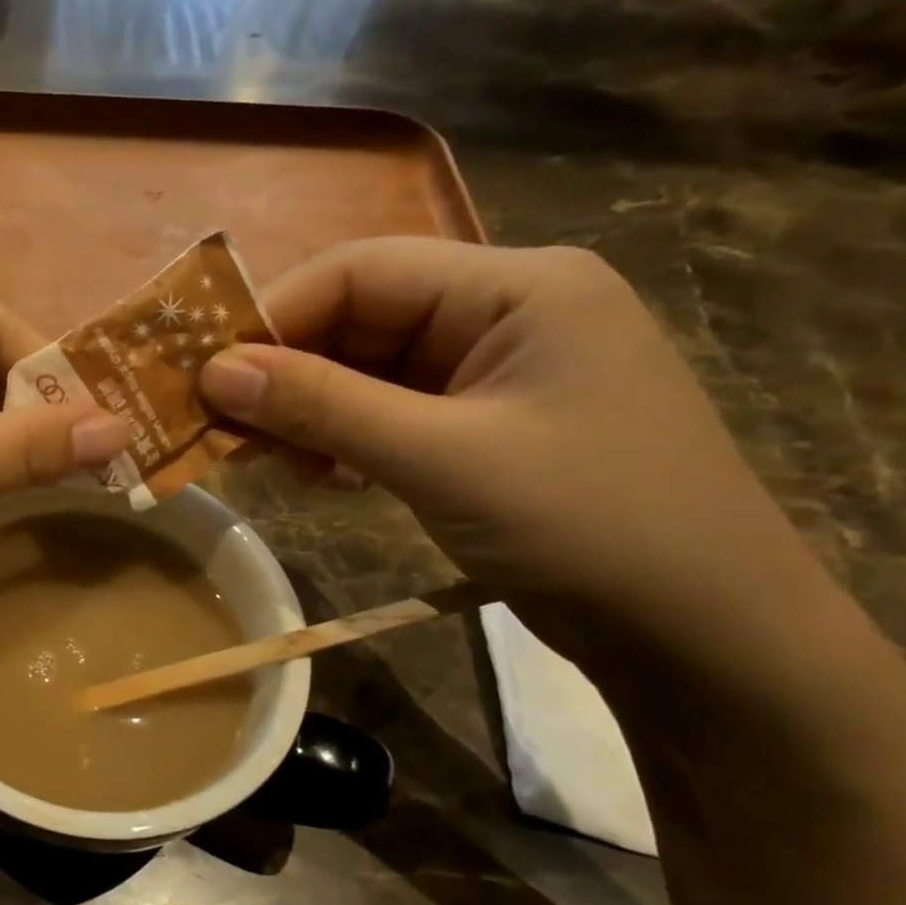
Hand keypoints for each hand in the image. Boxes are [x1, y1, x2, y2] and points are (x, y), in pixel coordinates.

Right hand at [198, 237, 819, 646]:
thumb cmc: (587, 524)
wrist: (700, 634)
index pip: (361, 270)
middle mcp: (499, 313)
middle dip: (283, 373)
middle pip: (355, 321)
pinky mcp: (475, 427)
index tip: (205, 375)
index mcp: (515, 286)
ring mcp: (488, 374)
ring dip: (305, 413)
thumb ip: (323, 407)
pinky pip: (382, 414)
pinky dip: (337, 440)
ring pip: (360, 372)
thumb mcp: (439, 458)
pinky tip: (317, 476)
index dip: (273, 316)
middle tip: (219, 428)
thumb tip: (213, 372)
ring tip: (265, 461)